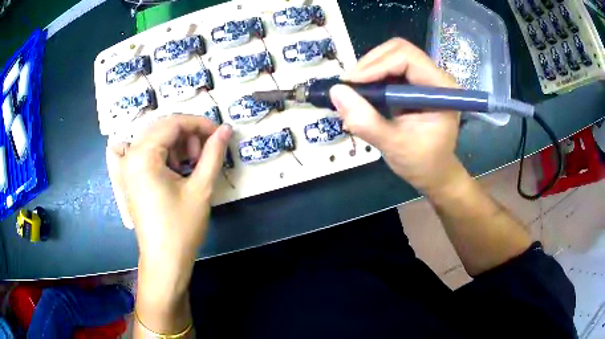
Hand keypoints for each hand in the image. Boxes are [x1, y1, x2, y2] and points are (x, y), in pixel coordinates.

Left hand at [106, 114, 231, 266]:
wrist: (165, 261)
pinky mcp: (131, 177)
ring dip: (178, 144)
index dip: (199, 124)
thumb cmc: (181, 227)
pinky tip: (178, 170)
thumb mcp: (201, 188)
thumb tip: (226, 128)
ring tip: (193, 164)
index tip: (219, 133)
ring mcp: (128, 167)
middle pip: (163, 127)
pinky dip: (167, 155)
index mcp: (143, 155)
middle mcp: (131, 155)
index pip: (173, 122)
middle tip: (205, 153)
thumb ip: (214, 153)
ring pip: (156, 139)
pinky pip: (149, 153)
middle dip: (188, 134)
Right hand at [329, 38, 461, 193]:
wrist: (434, 173)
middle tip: (349, 86)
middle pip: (399, 50)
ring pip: (392, 55)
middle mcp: (435, 77)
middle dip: (370, 63)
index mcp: (441, 89)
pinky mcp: (414, 83)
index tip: (351, 84)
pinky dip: (372, 77)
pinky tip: (362, 93)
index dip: (377, 65)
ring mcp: (425, 78)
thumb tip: (336, 92)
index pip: (408, 58)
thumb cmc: (422, 163)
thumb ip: (366, 121)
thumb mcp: (394, 146)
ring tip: (353, 91)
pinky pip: (389, 68)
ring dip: (368, 69)